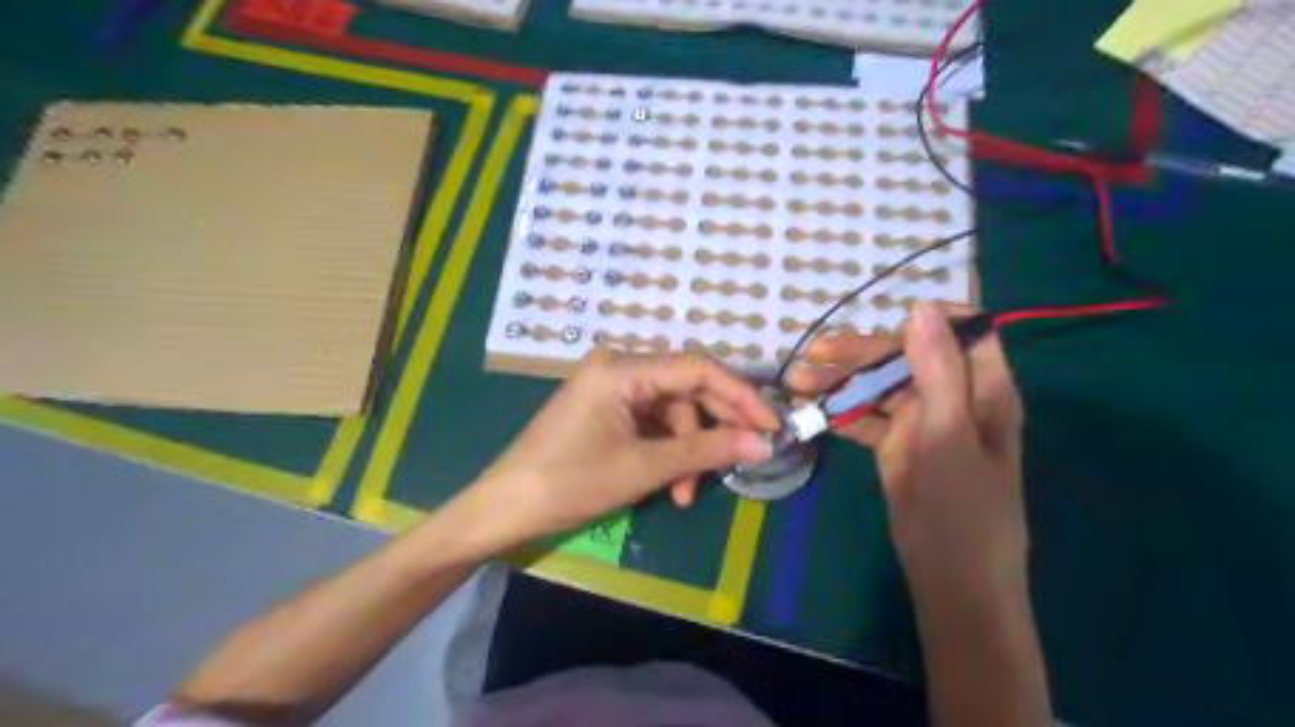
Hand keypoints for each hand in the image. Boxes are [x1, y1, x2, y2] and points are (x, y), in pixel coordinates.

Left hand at [462, 351, 772, 549]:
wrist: (504, 508)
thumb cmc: (569, 483)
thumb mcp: (643, 467)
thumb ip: (705, 450)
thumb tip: (762, 443)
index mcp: (622, 368)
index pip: (698, 368)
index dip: (740, 395)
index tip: (771, 425)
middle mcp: (619, 367)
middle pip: (686, 387)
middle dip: (714, 426)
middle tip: (743, 457)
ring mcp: (611, 388)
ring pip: (672, 410)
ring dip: (687, 449)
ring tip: (686, 493)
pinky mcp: (607, 408)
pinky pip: (651, 422)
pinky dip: (666, 451)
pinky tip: (670, 485)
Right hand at [783, 301, 1028, 601]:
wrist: (950, 579)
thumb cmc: (962, 508)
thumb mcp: (949, 434)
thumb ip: (937, 370)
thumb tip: (920, 307)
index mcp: (982, 388)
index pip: (962, 331)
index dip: (926, 319)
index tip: (882, 320)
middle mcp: (952, 398)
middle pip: (906, 357)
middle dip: (860, 355)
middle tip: (814, 357)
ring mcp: (921, 422)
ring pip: (879, 387)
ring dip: (840, 384)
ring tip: (797, 383)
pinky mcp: (896, 446)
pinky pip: (866, 418)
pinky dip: (840, 413)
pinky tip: (811, 412)